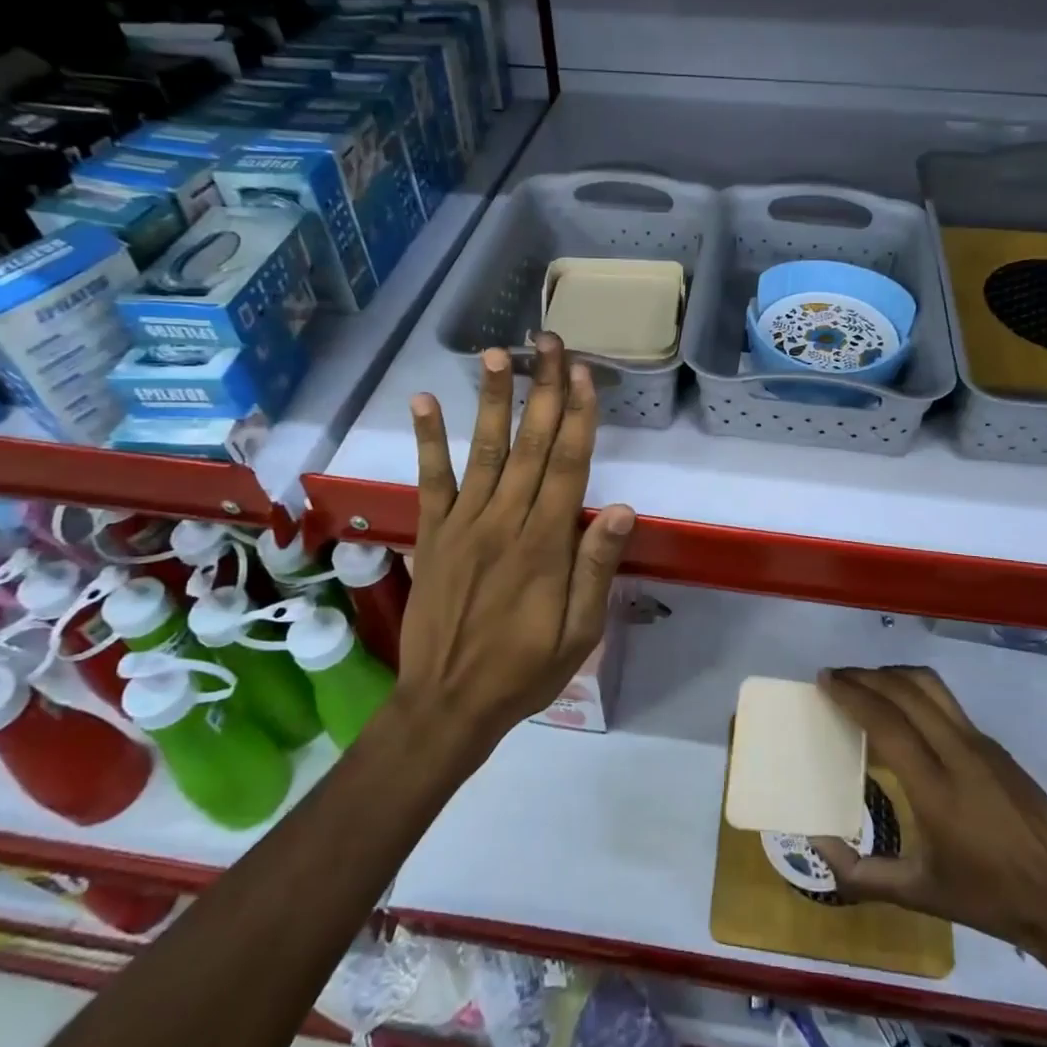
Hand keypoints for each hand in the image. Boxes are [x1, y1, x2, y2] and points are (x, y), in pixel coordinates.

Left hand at [397, 334, 634, 753]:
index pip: (568, 465)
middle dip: (543, 389)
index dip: (578, 416)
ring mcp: (464, 524)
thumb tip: (623, 509)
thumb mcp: (579, 633)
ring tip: (496, 354)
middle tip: (548, 342)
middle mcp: (505, 521)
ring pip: (484, 450)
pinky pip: (431, 480)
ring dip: (492, 400)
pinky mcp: (433, 533)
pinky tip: (424, 401)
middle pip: (531, 444)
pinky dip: (427, 440)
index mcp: (545, 544)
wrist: (447, 704)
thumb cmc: (525, 670)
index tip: (582, 373)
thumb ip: (596, 568)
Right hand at [811, 666, 1046, 955]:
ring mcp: (982, 744)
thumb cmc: (988, 899)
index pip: (886, 722)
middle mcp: (959, 753)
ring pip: (931, 686)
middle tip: (836, 677)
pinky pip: (948, 703)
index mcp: (936, 789)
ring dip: (893, 675)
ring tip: (866, 683)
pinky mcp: (996, 745)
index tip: (825, 681)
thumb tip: (817, 845)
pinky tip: (904, 711)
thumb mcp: (918, 895)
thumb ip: (861, 873)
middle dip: (865, 676)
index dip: (852, 694)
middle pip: (906, 690)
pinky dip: (915, 691)